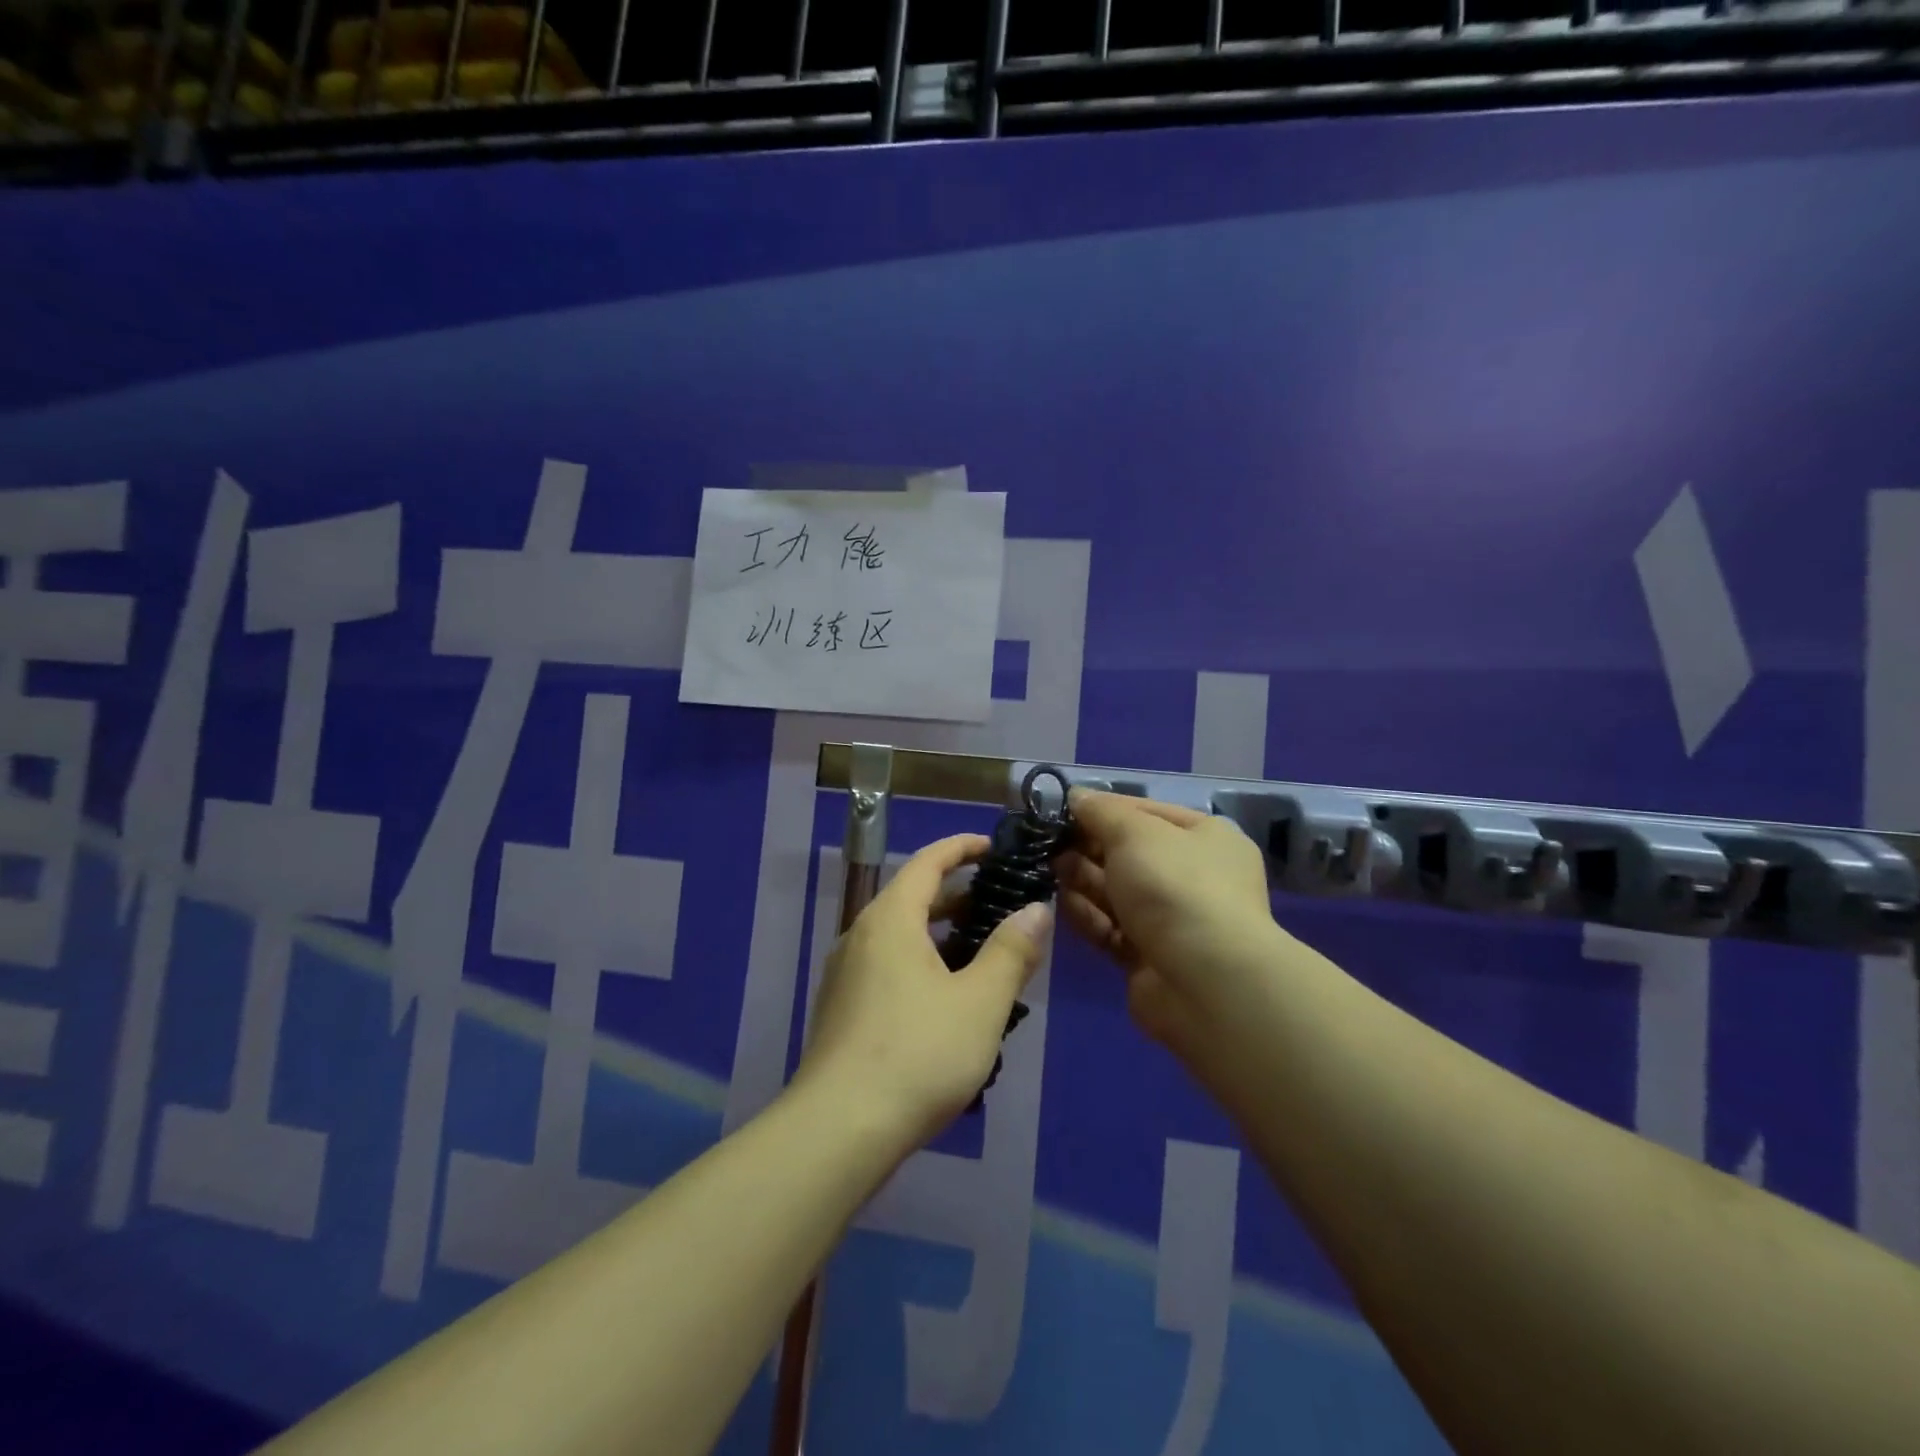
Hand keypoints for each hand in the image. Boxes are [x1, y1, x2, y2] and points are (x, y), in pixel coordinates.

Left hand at [797, 834, 1050, 1147]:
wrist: (839, 1129)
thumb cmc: (918, 1054)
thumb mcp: (980, 1002)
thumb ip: (1011, 951)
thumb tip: (1036, 909)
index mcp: (890, 919)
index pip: (928, 862)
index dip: (962, 847)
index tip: (994, 846)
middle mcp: (861, 935)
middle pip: (912, 897)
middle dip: (957, 895)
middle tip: (1000, 904)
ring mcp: (846, 974)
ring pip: (900, 936)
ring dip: (941, 935)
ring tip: (983, 953)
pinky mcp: (842, 1009)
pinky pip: (888, 966)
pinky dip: (921, 963)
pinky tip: (948, 1001)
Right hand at [1058, 790, 1281, 1059]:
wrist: (1205, 982)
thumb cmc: (1174, 887)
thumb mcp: (1135, 832)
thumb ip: (1100, 812)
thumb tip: (1076, 796)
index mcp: (1205, 838)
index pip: (1146, 812)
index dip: (1103, 809)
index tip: (1061, 809)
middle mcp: (1194, 877)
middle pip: (1128, 854)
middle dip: (1088, 847)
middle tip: (1048, 844)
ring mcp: (1172, 920)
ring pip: (1116, 892)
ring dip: (1082, 881)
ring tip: (1048, 871)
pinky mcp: (1149, 958)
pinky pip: (1111, 929)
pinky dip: (1088, 917)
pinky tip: (1060, 906)